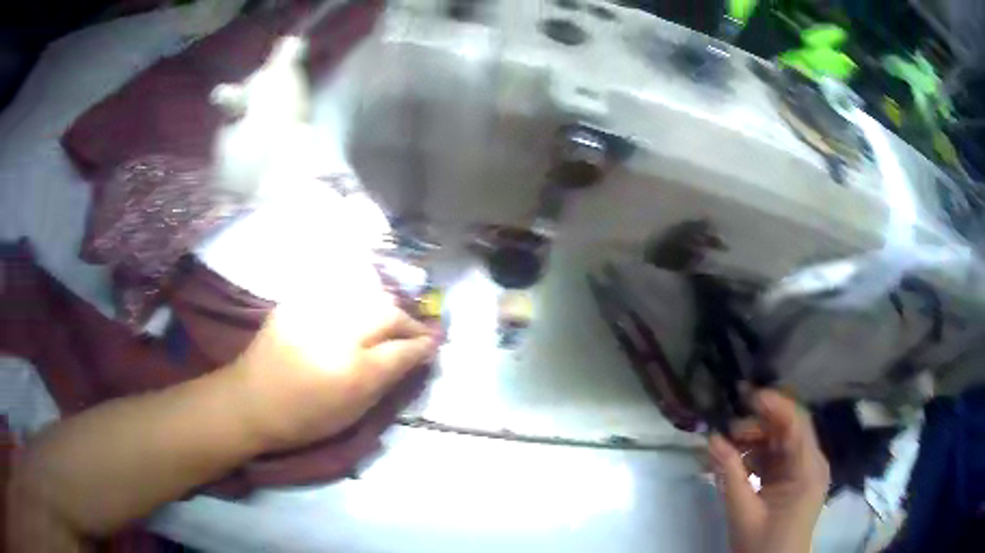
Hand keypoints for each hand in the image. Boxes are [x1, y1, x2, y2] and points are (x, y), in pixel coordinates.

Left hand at [231, 304, 438, 451]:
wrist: (251, 400)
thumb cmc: (304, 419)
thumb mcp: (352, 413)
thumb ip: (385, 383)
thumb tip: (411, 359)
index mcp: (353, 372)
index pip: (401, 350)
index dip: (423, 345)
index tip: (435, 343)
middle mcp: (338, 335)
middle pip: (387, 313)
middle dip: (409, 321)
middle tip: (417, 331)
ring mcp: (315, 312)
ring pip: (365, 294)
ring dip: (386, 305)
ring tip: (392, 317)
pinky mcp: (298, 302)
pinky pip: (337, 288)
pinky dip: (357, 294)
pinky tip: (361, 304)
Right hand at [708, 390, 829, 552]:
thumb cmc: (763, 545)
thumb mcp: (743, 511)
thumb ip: (729, 474)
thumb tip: (711, 438)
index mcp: (808, 469)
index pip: (796, 422)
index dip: (773, 404)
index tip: (744, 395)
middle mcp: (811, 463)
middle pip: (788, 429)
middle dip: (757, 424)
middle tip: (726, 429)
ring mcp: (804, 471)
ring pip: (780, 442)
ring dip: (754, 441)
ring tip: (726, 448)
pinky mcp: (794, 480)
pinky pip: (777, 458)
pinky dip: (757, 456)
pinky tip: (736, 462)